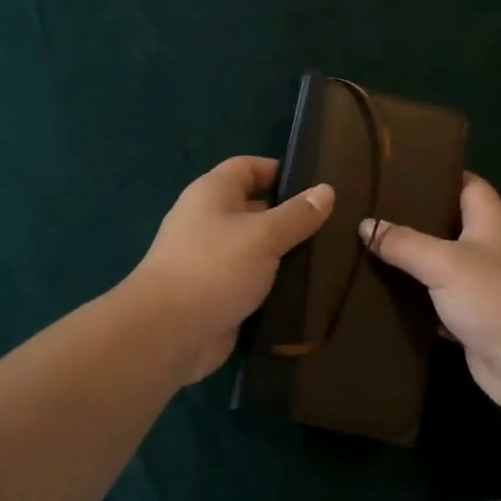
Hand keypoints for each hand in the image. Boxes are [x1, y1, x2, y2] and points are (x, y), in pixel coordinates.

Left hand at [130, 156, 334, 383]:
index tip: (316, 187)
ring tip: (328, 259)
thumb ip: (297, 214)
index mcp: (212, 193)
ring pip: (255, 249)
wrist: (167, 333)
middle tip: (333, 227)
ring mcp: (210, 260)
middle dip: (289, 217)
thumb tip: (326, 190)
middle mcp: (208, 221)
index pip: (248, 168)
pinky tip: (306, 292)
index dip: (279, 171)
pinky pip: (250, 281)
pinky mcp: (215, 294)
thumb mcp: (264, 235)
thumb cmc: (214, 267)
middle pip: (254, 209)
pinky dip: (273, 285)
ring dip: (284, 255)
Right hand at [362, 175, 500, 416]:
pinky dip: (413, 299)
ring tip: (362, 246)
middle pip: (445, 223)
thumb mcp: (445, 263)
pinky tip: (378, 293)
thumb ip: (404, 242)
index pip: (464, 182)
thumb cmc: (497, 299)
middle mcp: (488, 247)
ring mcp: (481, 284)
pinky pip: (436, 301)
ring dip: (408, 261)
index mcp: (490, 220)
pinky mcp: (472, 318)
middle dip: (410, 218)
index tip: (395, 171)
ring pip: (437, 264)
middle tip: (366, 210)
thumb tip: (365, 225)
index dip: (434, 174)